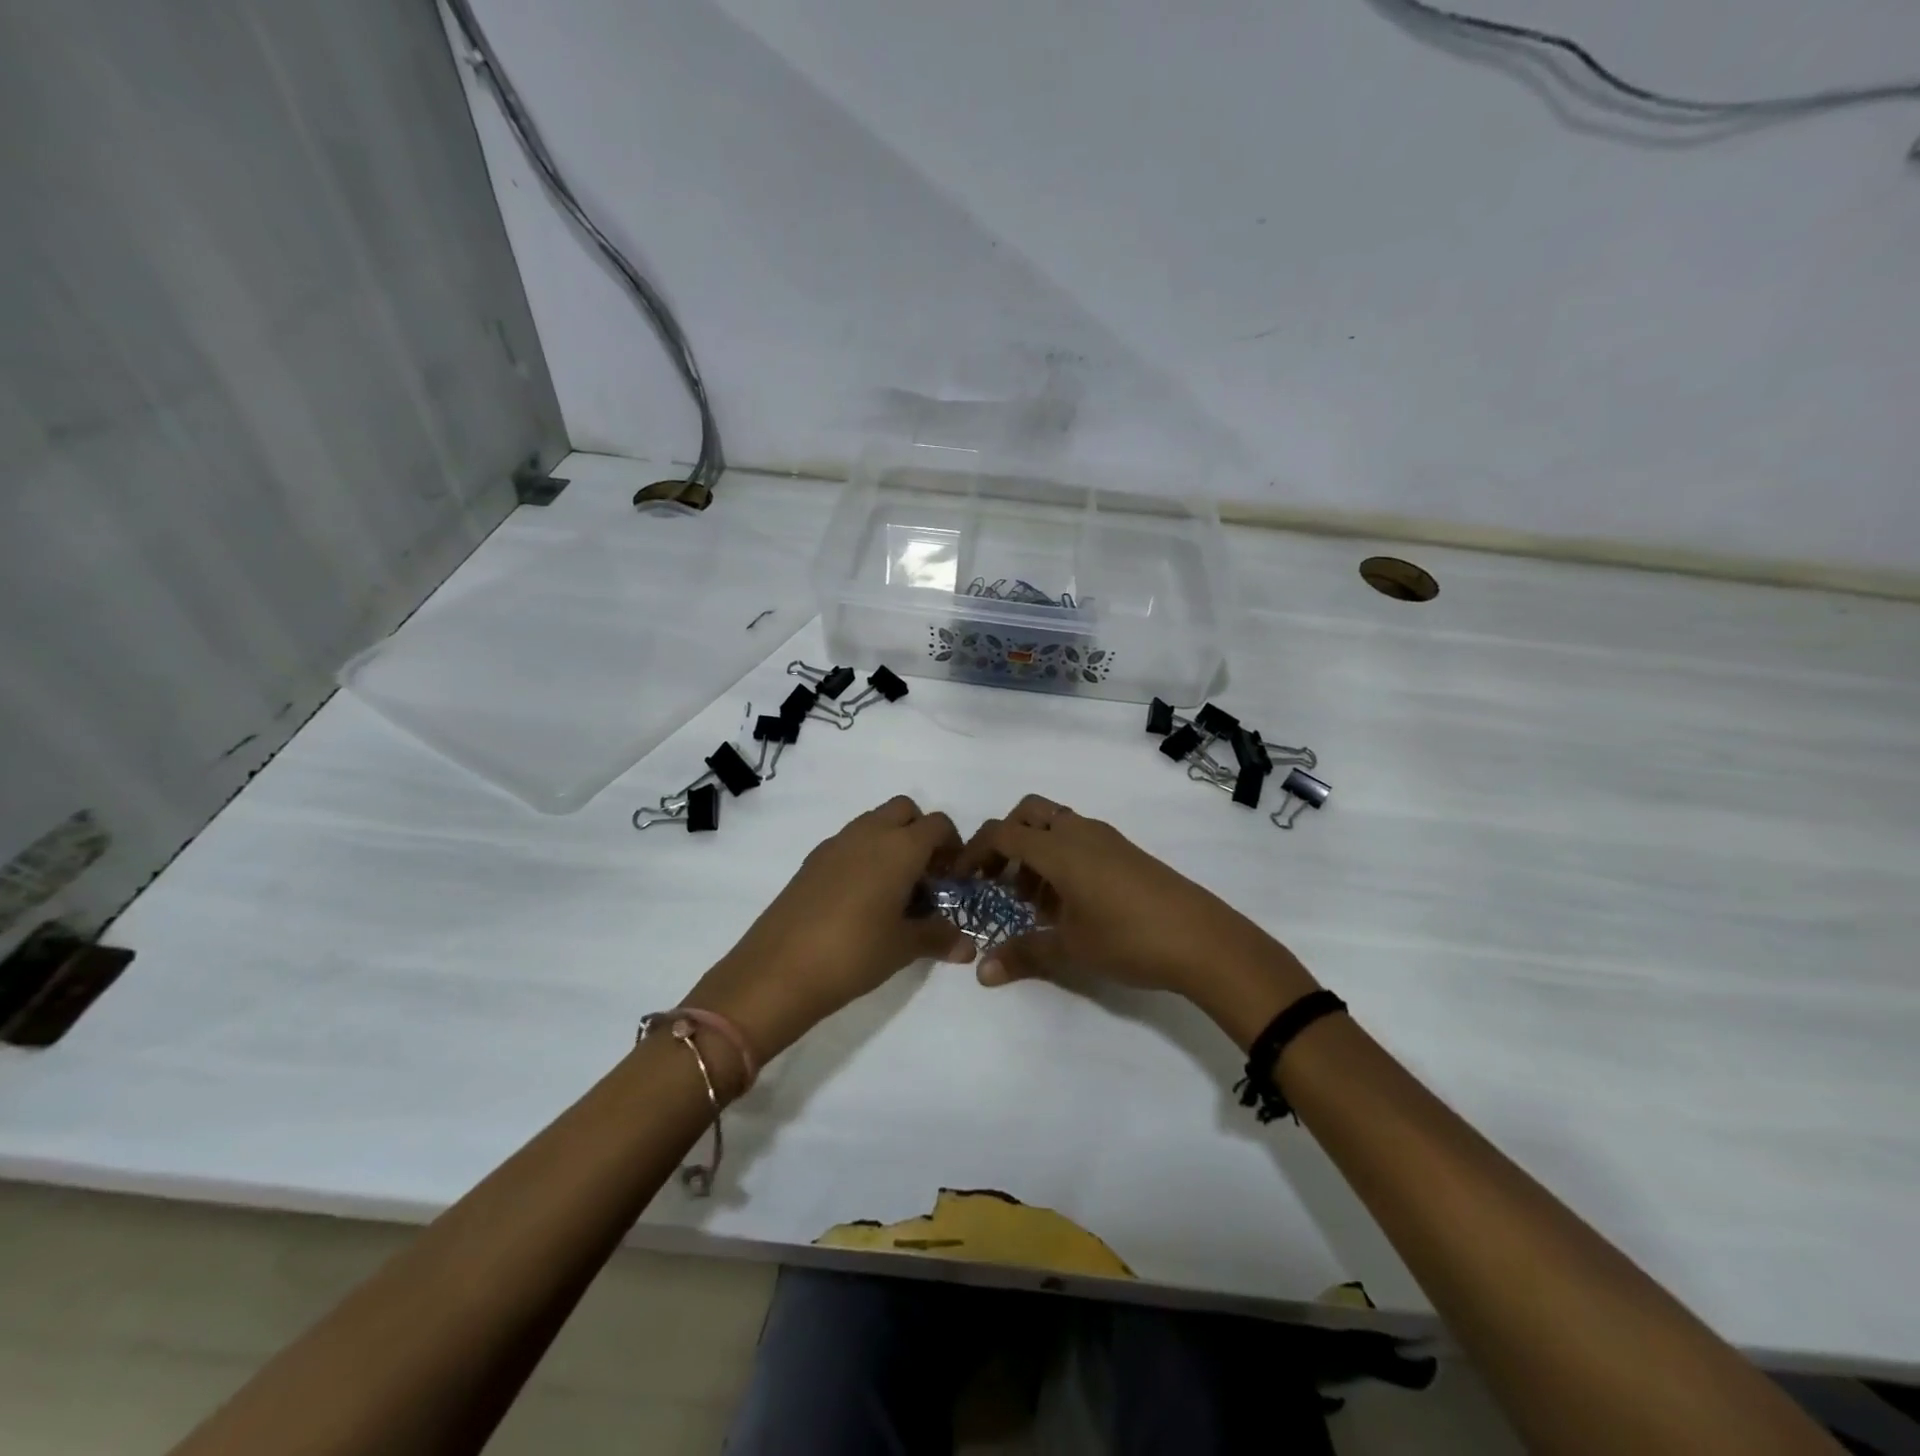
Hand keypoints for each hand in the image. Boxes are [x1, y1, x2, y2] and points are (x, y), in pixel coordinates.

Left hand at [686, 797, 975, 1073]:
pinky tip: (860, 899)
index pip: (938, 825)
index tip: (953, 878)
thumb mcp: (903, 948)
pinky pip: (849, 843)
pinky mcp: (812, 861)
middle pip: (905, 810)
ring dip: (891, 842)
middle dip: (920, 833)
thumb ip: (938, 938)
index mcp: (900, 847)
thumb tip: (967, 946)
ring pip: (873, 822)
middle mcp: (869, 833)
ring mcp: (836, 844)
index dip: (952, 846)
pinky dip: (863, 856)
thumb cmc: (854, 953)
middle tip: (925, 876)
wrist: (778, 970)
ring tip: (894, 890)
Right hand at [952, 795, 1317, 1046]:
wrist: (1203, 939)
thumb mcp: (1070, 948)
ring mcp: (1107, 839)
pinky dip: (1061, 858)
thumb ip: (1023, 953)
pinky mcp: (1126, 852)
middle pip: (1029, 813)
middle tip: (999, 880)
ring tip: (1034, 901)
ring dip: (1036, 851)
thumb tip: (982, 973)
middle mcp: (1080, 832)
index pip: (1003, 833)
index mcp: (1060, 848)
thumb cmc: (1128, 938)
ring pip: (1057, 826)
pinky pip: (1080, 840)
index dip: (975, 851)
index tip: (962, 878)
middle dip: (1006, 840)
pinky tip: (1068, 903)